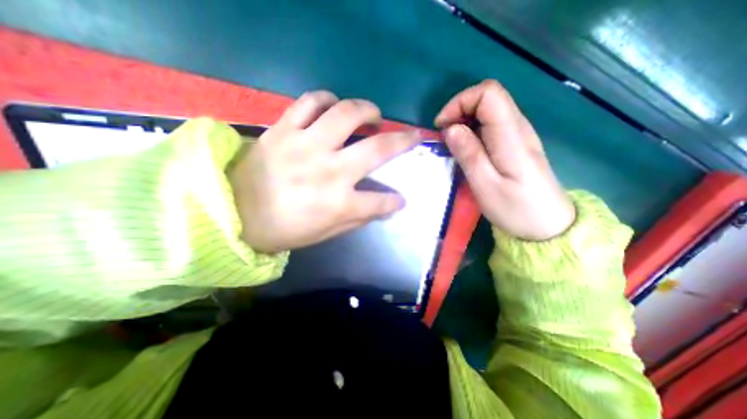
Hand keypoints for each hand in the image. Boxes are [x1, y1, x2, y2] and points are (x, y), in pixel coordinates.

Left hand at [231, 91, 418, 252]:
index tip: (400, 199)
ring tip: (374, 115)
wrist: (232, 212)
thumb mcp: (325, 233)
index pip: (381, 201)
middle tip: (412, 136)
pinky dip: (327, 99)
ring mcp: (306, 145)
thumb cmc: (283, 229)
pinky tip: (334, 106)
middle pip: (377, 148)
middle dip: (403, 141)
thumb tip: (384, 208)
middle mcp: (329, 170)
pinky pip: (309, 101)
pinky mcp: (284, 129)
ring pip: (346, 113)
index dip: (395, 201)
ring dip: (368, 111)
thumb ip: (358, 218)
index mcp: (338, 203)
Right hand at [436, 79, 573, 240]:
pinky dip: (473, 131)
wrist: (547, 225)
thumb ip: (469, 154)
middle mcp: (518, 127)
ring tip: (452, 146)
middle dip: (459, 111)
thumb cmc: (515, 209)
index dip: (460, 102)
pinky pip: (492, 125)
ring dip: (465, 122)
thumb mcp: (486, 186)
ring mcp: (519, 135)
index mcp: (511, 135)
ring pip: (489, 110)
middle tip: (444, 138)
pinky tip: (467, 151)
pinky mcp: (516, 144)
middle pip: (489, 97)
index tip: (443, 126)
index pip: (488, 93)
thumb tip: (451, 129)